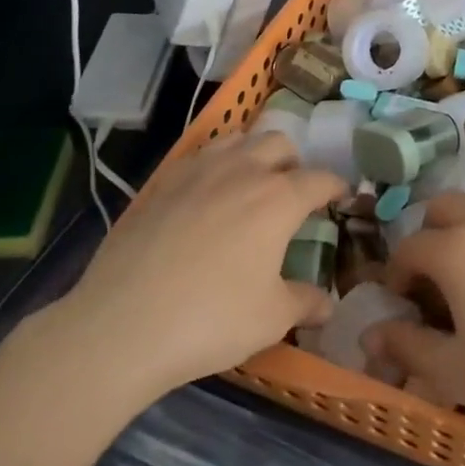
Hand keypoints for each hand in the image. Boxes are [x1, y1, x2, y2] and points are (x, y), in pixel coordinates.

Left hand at [42, 133, 342, 406]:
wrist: (123, 324)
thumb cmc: (211, 319)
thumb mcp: (270, 319)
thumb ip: (305, 303)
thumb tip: (327, 304)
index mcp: (278, 198)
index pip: (320, 179)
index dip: (336, 186)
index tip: (342, 196)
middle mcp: (243, 171)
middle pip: (279, 144)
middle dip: (294, 163)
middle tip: (293, 192)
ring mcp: (199, 171)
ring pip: (238, 141)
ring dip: (254, 155)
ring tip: (251, 184)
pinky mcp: (163, 183)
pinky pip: (200, 157)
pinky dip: (216, 166)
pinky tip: (207, 196)